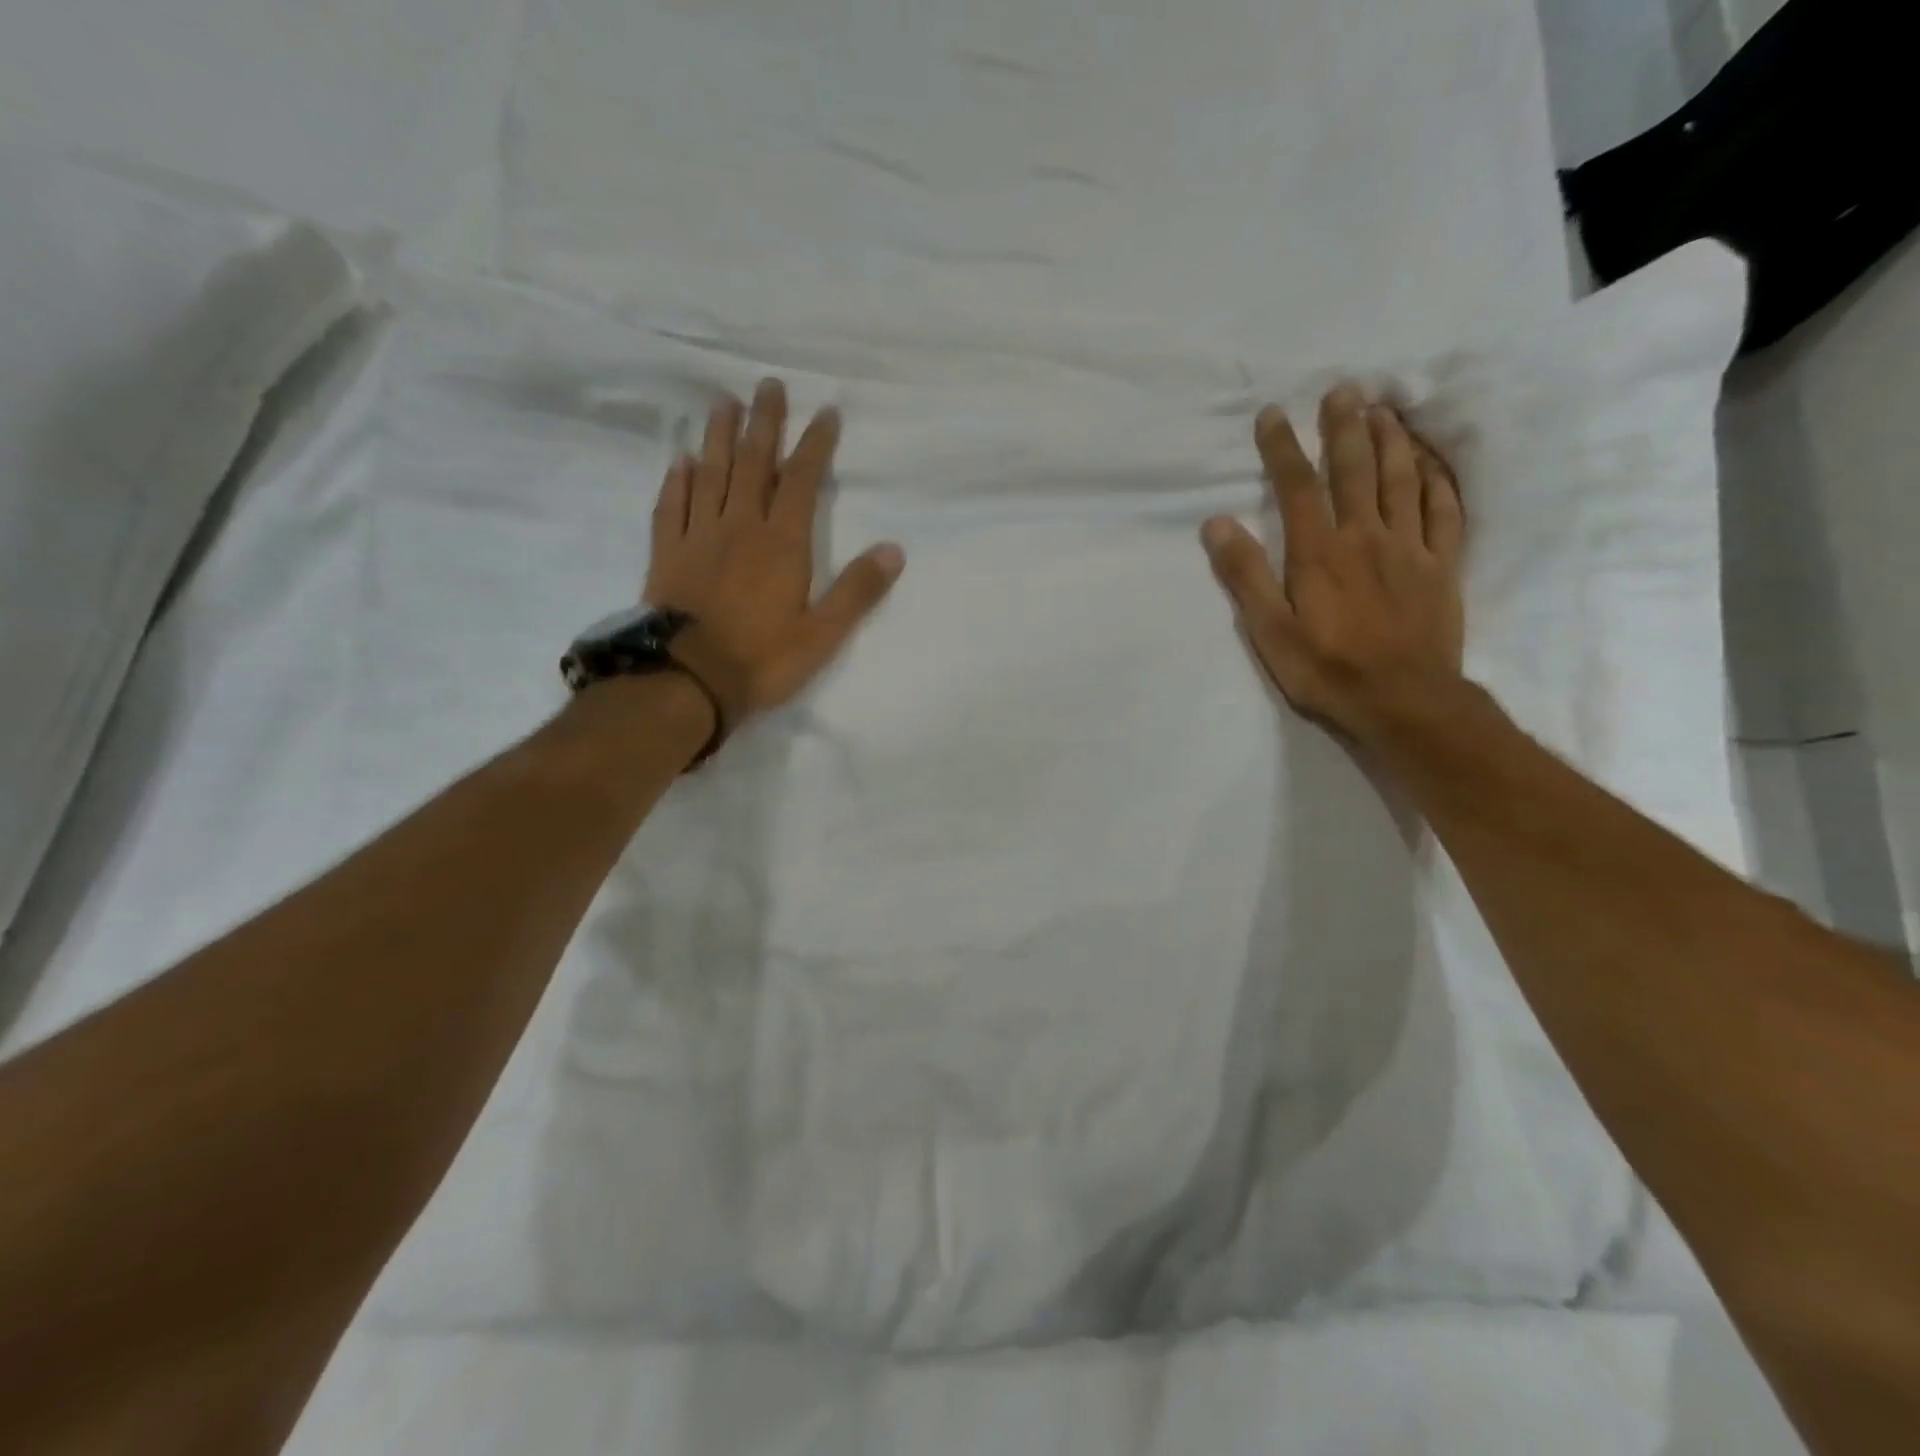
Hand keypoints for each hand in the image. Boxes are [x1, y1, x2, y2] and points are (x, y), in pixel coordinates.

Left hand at [645, 379, 903, 732]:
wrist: (688, 680)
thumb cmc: (762, 659)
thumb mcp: (823, 634)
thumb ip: (857, 590)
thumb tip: (894, 550)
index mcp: (781, 543)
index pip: (801, 480)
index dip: (815, 444)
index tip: (826, 413)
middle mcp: (739, 526)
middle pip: (751, 462)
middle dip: (763, 422)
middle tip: (768, 384)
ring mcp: (698, 537)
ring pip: (709, 474)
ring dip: (717, 436)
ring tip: (722, 404)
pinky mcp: (667, 554)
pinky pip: (671, 506)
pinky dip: (677, 481)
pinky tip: (680, 462)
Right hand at [1202, 386, 1464, 745]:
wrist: (1403, 701)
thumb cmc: (1326, 670)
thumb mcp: (1269, 631)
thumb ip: (1245, 576)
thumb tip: (1216, 524)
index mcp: (1319, 553)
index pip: (1297, 487)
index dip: (1283, 448)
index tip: (1273, 415)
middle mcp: (1365, 537)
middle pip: (1356, 470)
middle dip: (1345, 427)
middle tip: (1343, 390)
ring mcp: (1410, 548)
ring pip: (1403, 480)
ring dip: (1393, 440)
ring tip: (1385, 409)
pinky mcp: (1442, 566)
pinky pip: (1444, 511)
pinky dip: (1438, 480)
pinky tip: (1432, 462)